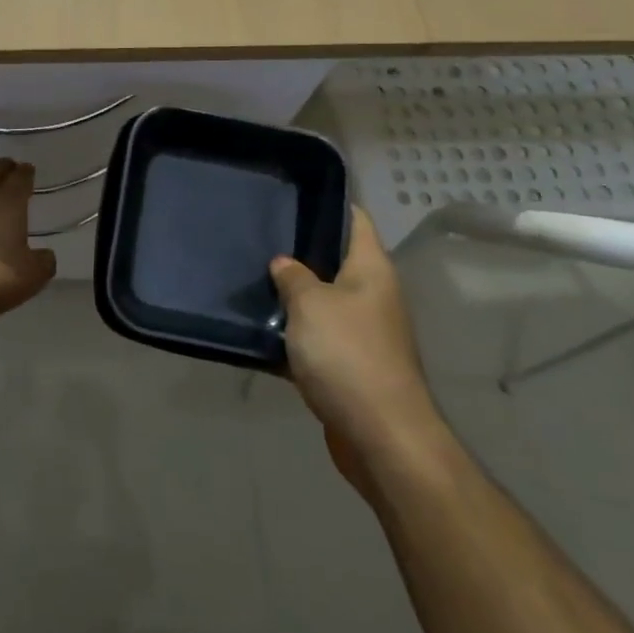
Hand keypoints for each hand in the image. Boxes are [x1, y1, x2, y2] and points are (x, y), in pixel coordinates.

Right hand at [271, 207, 438, 462]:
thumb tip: (283, 263)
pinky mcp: (351, 367)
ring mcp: (364, 333)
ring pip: (322, 303)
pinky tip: (260, 333)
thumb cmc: (348, 355)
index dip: (329, 204)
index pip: (355, 221)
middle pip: (336, 262)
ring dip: (293, 298)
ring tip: (252, 281)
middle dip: (300, 253)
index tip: (292, 196)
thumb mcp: (310, 305)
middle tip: (258, 240)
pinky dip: (294, 337)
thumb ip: (292, 277)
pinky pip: (318, 341)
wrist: (381, 436)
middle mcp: (373, 296)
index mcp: (371, 270)